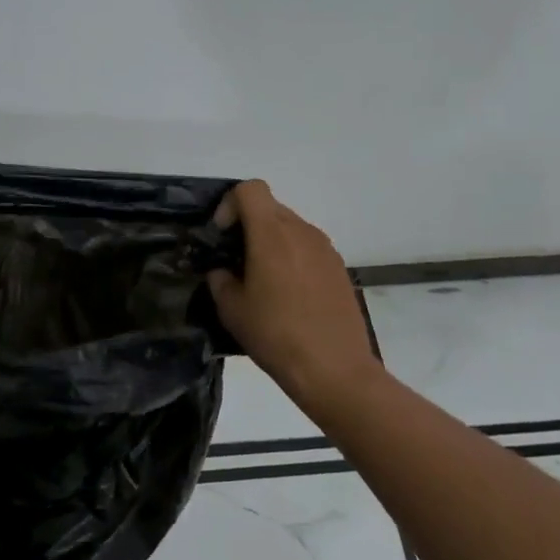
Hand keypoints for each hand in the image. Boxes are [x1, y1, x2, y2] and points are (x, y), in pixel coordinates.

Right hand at [207, 180, 382, 423]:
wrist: (335, 370)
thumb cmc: (276, 335)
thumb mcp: (232, 310)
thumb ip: (220, 280)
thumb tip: (222, 272)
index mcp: (272, 234)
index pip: (250, 189)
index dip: (230, 205)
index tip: (222, 237)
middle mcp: (302, 231)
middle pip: (270, 208)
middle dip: (247, 225)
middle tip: (235, 260)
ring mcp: (325, 249)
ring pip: (290, 228)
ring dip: (270, 242)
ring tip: (262, 280)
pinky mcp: (339, 268)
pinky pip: (308, 248)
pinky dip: (292, 258)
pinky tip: (288, 295)